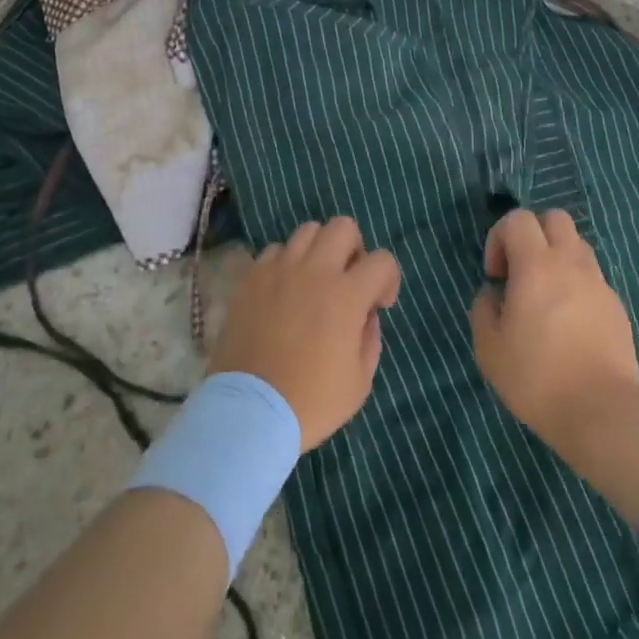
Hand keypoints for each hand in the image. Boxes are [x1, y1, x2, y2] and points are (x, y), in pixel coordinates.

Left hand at [209, 217, 401, 449]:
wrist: (250, 412)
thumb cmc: (311, 401)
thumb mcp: (359, 381)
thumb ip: (370, 338)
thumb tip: (366, 314)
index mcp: (347, 295)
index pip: (382, 261)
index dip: (388, 279)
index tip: (379, 305)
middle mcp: (315, 271)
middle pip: (343, 226)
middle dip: (353, 249)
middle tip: (346, 281)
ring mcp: (279, 270)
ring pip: (307, 231)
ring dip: (318, 251)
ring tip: (313, 281)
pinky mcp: (252, 277)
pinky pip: (275, 251)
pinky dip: (285, 263)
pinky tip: (283, 290)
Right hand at [471, 209, 638, 453]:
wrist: (601, 413)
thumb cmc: (537, 377)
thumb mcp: (489, 347)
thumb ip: (484, 308)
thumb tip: (495, 294)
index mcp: (536, 265)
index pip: (518, 218)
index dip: (499, 237)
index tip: (496, 276)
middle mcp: (570, 263)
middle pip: (555, 218)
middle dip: (533, 235)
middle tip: (522, 272)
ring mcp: (599, 284)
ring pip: (577, 245)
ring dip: (557, 258)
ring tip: (546, 297)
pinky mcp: (617, 307)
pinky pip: (593, 278)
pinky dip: (576, 285)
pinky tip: (569, 323)